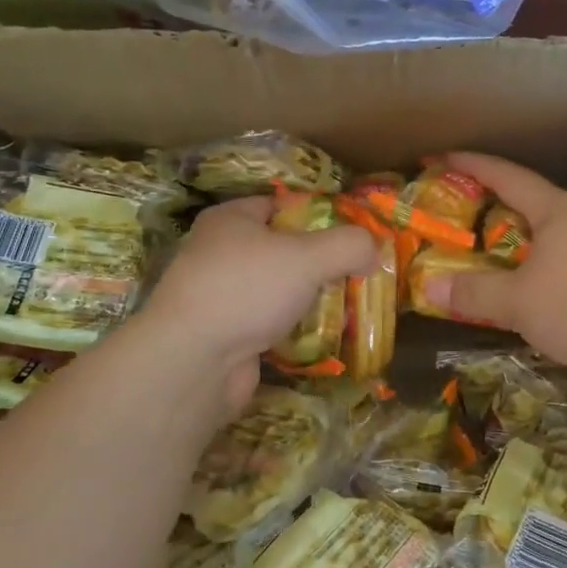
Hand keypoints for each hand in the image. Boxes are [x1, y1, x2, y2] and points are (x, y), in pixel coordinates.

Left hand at [138, 196, 376, 409]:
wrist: (192, 362)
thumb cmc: (246, 290)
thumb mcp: (308, 257)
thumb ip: (348, 245)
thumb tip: (374, 249)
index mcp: (231, 219)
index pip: (280, 205)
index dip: (318, 215)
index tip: (352, 234)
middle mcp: (219, 252)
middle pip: (281, 248)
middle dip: (318, 261)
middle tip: (356, 271)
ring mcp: (219, 295)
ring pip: (275, 288)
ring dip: (306, 297)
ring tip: (346, 304)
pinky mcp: (224, 333)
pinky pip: (267, 322)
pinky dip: (291, 328)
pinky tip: (319, 335)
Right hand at [416, 153, 566, 376]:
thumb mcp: (517, 299)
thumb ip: (474, 293)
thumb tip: (431, 289)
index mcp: (558, 210)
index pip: (508, 176)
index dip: (474, 165)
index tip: (444, 157)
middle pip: (534, 208)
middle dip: (498, 212)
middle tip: (463, 220)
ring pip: (555, 245)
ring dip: (524, 253)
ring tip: (494, 265)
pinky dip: (545, 283)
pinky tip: (533, 305)